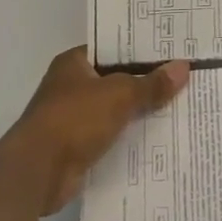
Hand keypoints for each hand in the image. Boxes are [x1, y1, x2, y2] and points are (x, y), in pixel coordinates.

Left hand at [9, 47, 189, 213]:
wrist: (37, 172)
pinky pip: (111, 135)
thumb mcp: (120, 94)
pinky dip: (130, 136)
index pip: (113, 48)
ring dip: (139, 111)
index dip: (141, 49)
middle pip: (117, 79)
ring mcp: (73, 118)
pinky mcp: (77, 147)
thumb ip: (152, 83)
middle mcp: (71, 87)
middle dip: (146, 81)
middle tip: (183, 76)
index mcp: (74, 63)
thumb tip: (183, 67)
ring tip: (179, 104)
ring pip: (115, 109)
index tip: (171, 50)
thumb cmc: (75, 119)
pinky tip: (159, 135)